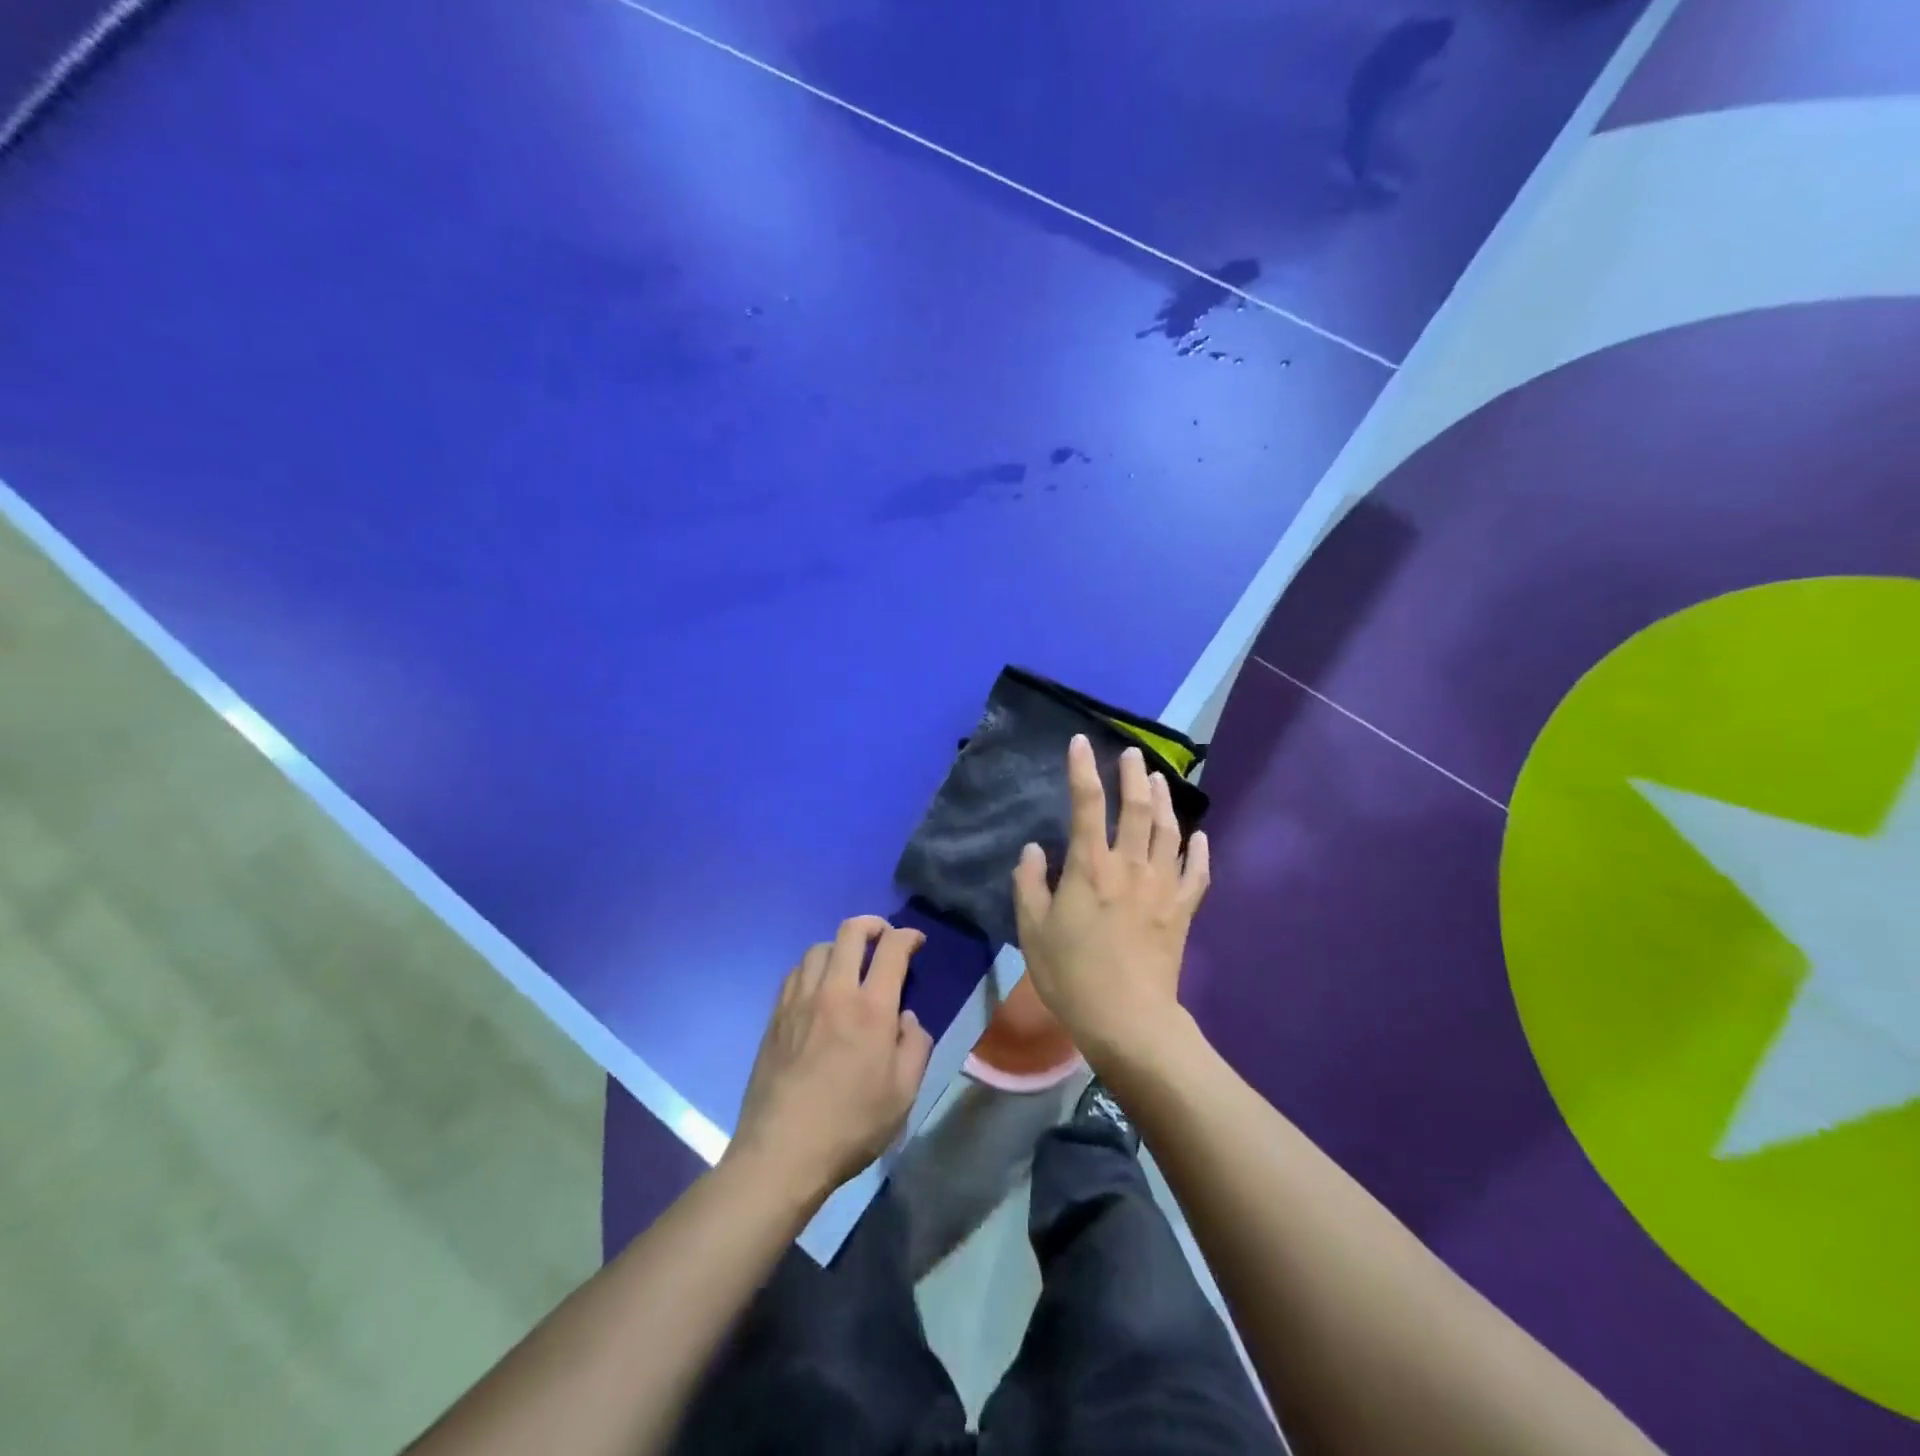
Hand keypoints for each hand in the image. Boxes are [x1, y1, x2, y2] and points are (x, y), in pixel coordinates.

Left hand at [727, 916, 934, 1200]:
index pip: (891, 949)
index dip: (908, 935)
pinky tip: (820, 988)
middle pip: (850, 931)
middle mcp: (834, 992)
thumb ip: (914, 1047)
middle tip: (884, 937)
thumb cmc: (850, 1126)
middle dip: (873, 925)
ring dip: (840, 946)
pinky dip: (814, 967)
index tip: (916, 941)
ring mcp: (799, 1001)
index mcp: (871, 1009)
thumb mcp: (903, 1094)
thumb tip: (906, 1019)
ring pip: (819, 947)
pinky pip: (796, 972)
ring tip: (850, 964)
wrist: (781, 1153)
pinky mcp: (776, 1016)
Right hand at [1013, 737, 1210, 1060]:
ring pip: (1168, 830)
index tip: (1081, 742)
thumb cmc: (1072, 974)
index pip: (1086, 804)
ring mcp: (1162, 885)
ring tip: (1159, 780)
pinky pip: (1197, 871)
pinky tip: (1199, 835)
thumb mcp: (1032, 930)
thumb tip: (1035, 849)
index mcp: (1090, 866)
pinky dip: (1199, 850)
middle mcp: (1130, 865)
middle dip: (1133, 775)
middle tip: (1133, 753)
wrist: (1128, 1019)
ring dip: (1164, 801)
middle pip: (1136, 808)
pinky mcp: (1183, 909)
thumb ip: (1029, 884)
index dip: (1082, 769)